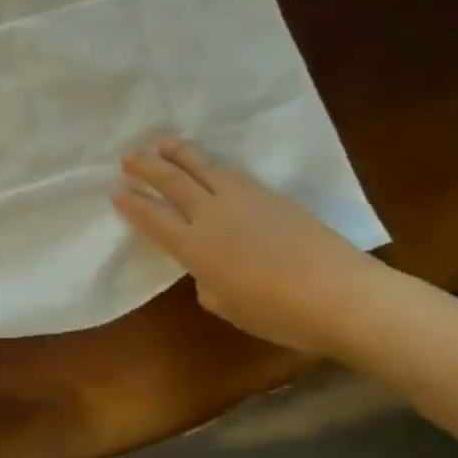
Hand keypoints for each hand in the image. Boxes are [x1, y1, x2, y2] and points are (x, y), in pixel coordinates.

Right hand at [112, 139, 388, 353]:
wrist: (341, 294)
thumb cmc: (279, 313)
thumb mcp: (226, 306)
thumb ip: (207, 281)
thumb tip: (208, 268)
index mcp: (194, 246)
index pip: (153, 218)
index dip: (132, 205)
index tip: (116, 192)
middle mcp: (211, 215)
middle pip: (172, 182)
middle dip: (147, 167)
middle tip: (129, 156)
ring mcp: (242, 200)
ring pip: (202, 167)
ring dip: (179, 154)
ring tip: (164, 143)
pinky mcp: (270, 195)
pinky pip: (231, 172)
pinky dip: (212, 164)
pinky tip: (210, 163)